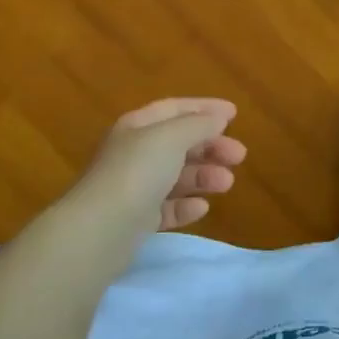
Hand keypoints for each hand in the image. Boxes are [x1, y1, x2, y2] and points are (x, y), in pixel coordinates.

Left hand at [70, 98, 246, 232]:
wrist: (99, 231)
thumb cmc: (137, 172)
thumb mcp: (172, 137)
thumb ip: (199, 124)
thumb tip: (218, 119)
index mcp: (138, 126)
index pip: (175, 108)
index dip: (205, 108)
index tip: (234, 114)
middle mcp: (134, 153)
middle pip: (179, 143)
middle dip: (211, 146)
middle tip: (239, 156)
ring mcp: (134, 188)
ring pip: (176, 176)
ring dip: (204, 176)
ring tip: (226, 184)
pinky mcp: (136, 220)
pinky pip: (167, 208)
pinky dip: (186, 205)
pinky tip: (201, 208)